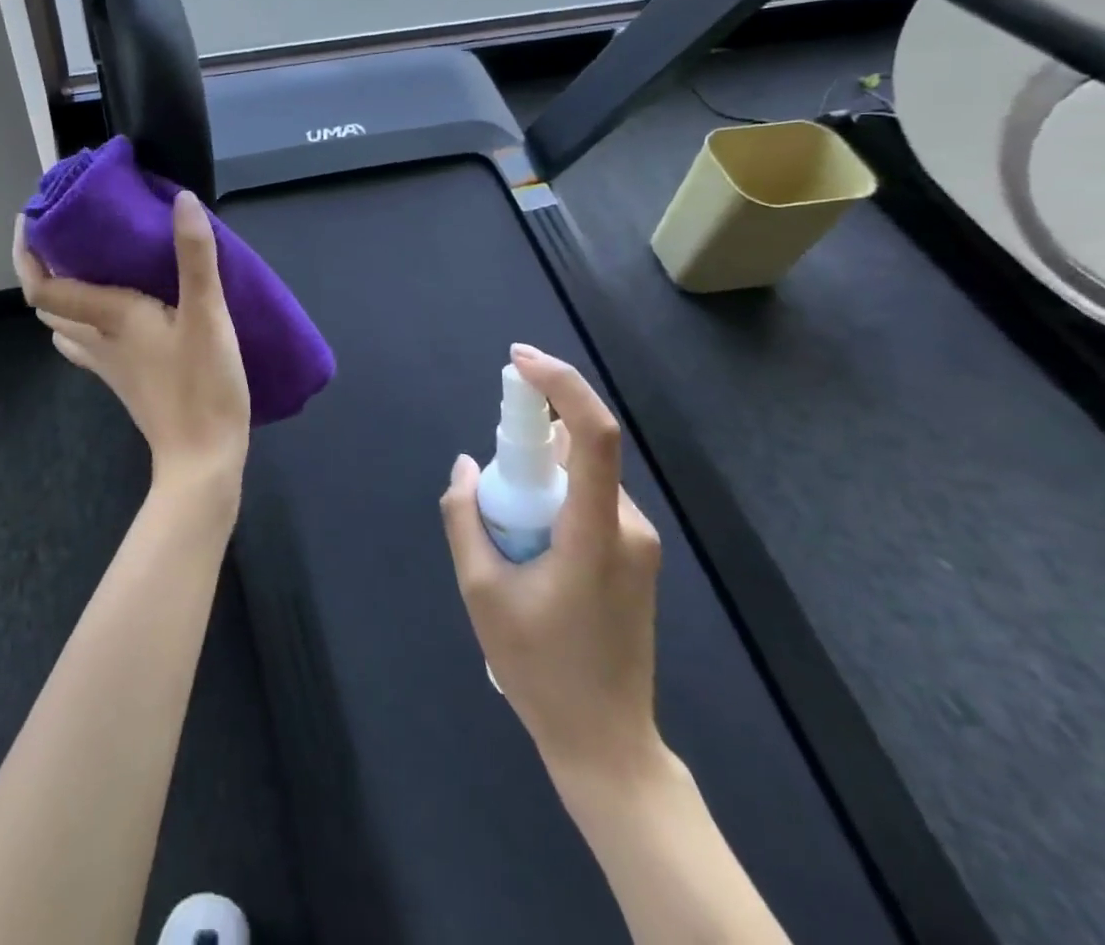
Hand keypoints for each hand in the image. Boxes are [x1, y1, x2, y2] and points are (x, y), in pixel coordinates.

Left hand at [12, 191, 250, 501]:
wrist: (201, 459)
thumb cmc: (202, 385)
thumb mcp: (207, 315)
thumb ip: (195, 256)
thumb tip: (182, 199)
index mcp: (109, 316)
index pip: (42, 287)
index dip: (25, 253)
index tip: (30, 218)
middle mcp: (97, 338)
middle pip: (47, 305)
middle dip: (43, 269)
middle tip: (65, 234)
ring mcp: (107, 364)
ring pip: (64, 326)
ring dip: (62, 295)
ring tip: (86, 265)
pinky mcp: (122, 380)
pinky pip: (86, 344)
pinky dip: (84, 321)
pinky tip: (112, 312)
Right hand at [441, 344, 667, 802]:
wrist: (607, 744)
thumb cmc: (541, 670)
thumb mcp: (482, 592)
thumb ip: (466, 517)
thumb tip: (466, 467)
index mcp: (596, 532)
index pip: (593, 434)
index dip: (560, 385)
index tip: (517, 361)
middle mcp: (628, 525)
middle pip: (578, 451)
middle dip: (528, 444)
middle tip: (490, 485)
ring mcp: (637, 541)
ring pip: (580, 476)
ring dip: (537, 479)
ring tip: (507, 536)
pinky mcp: (633, 555)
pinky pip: (587, 500)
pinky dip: (552, 499)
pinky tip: (528, 548)